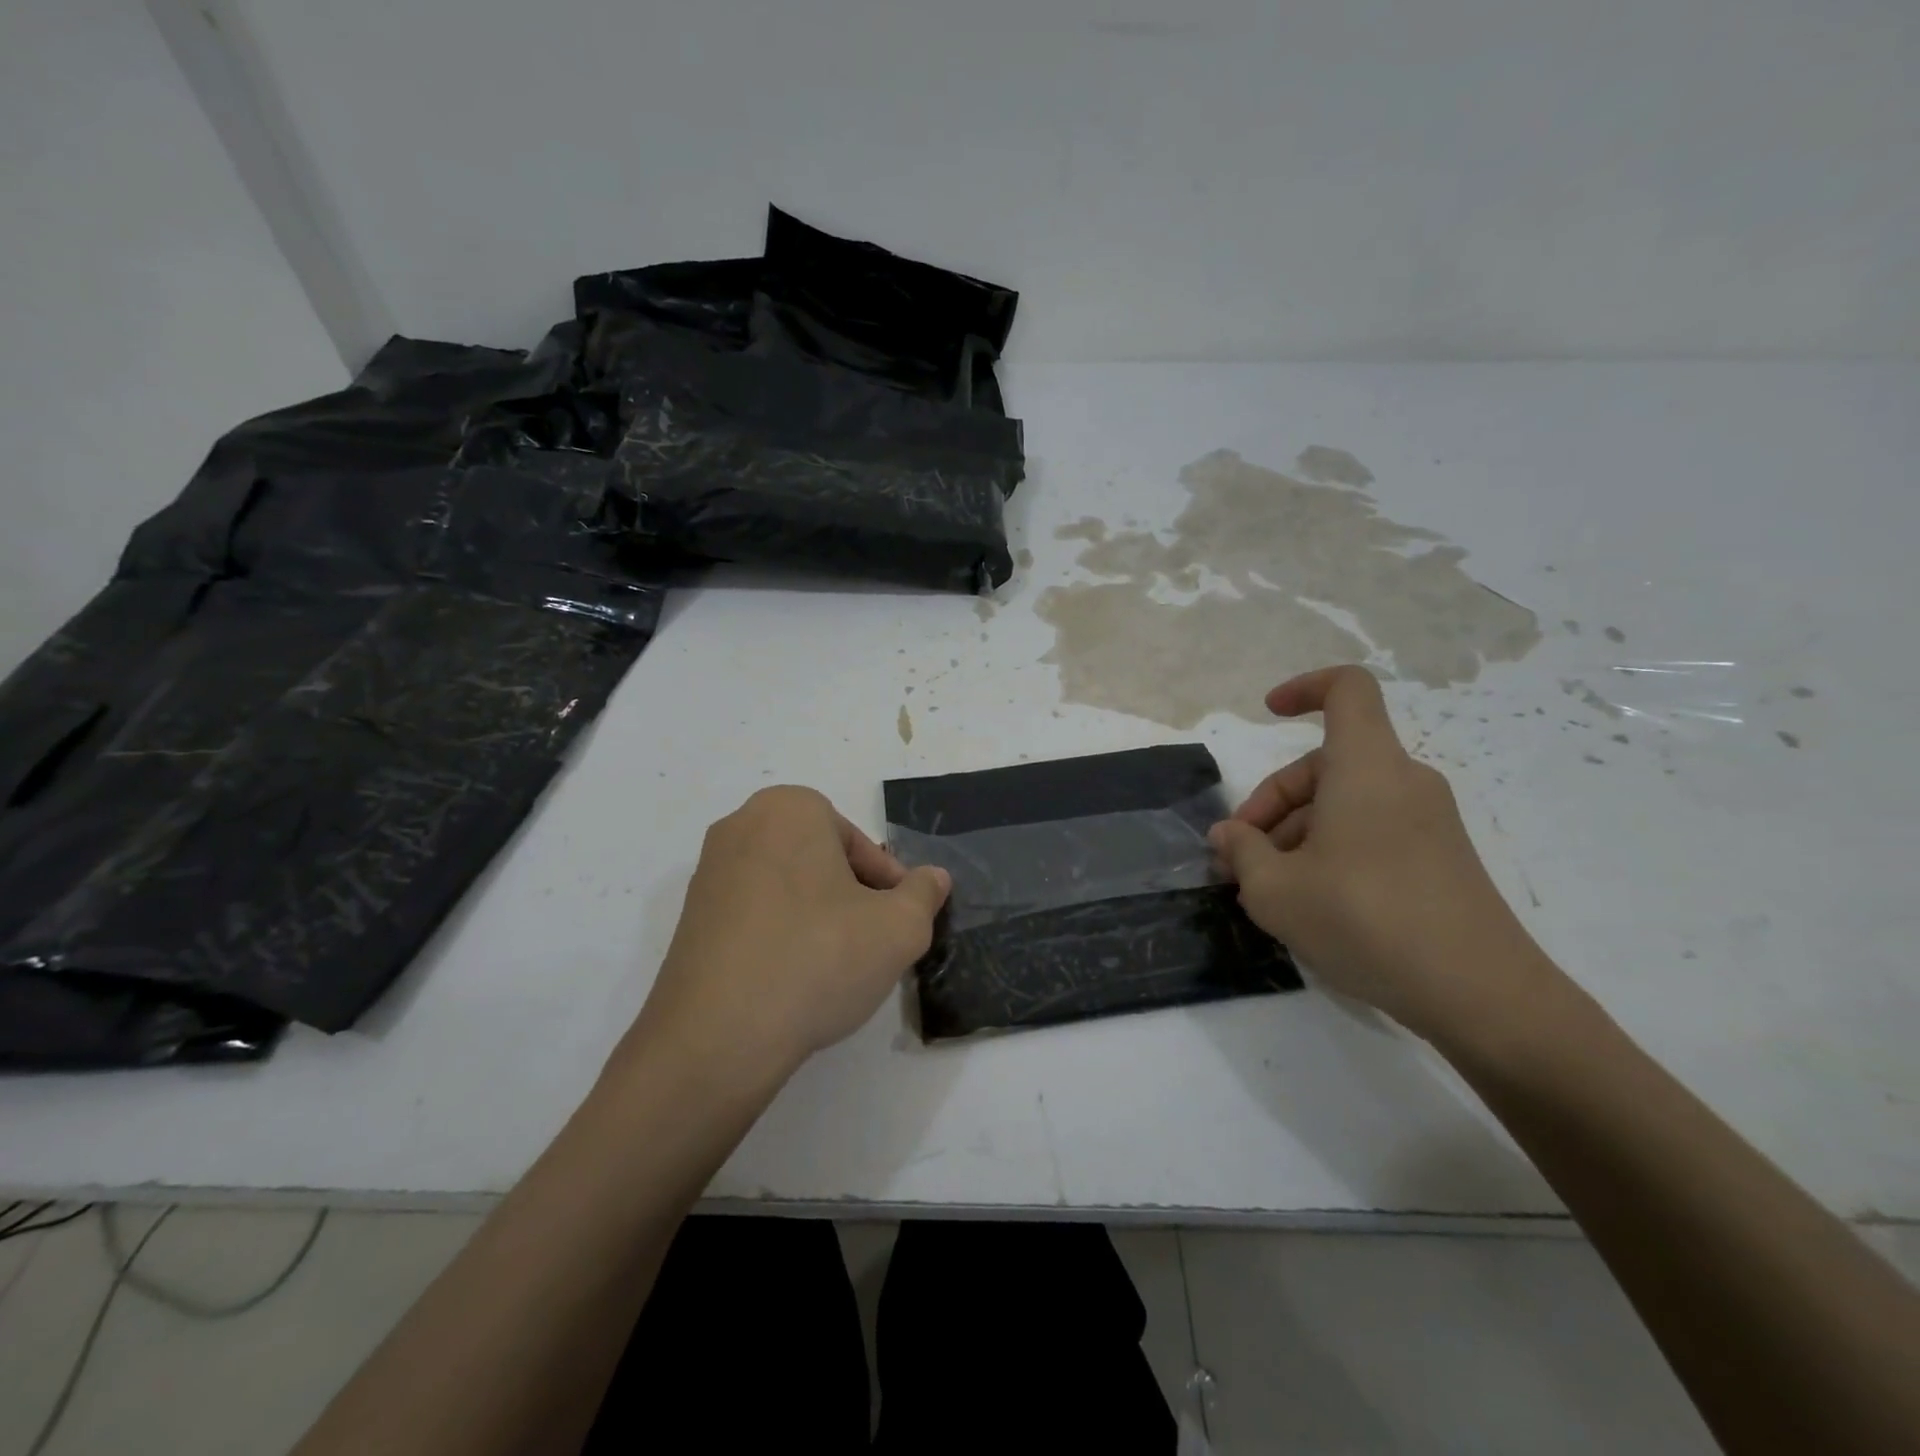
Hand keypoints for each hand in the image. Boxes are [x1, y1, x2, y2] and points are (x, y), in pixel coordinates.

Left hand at [629, 786, 950, 1082]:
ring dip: (817, 919)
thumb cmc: (818, 959)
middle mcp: (741, 827)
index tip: (897, 923)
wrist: (716, 1037)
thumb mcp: (898, 928)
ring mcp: (709, 874)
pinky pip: (754, 917)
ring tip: (834, 968)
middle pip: (821, 861)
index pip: (857, 844)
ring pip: (788, 889)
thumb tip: (933, 878)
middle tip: (870, 943)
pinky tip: (792, 981)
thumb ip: (924, 894)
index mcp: (789, 809)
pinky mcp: (690, 919)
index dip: (887, 885)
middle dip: (851, 898)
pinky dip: (779, 938)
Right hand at [1208, 665, 1552, 1043]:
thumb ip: (1242, 852)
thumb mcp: (1275, 889)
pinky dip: (1331, 850)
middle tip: (1238, 858)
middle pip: (1325, 764)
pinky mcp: (1440, 859)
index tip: (1268, 714)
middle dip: (1272, 803)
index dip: (1304, 688)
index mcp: (1366, 767)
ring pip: (1345, 803)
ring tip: (1264, 889)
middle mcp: (1402, 782)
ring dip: (1295, 833)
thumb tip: (1229, 836)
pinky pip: (1371, 831)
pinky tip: (1309, 902)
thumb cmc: (1364, 919)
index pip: (1347, 689)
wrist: (1481, 995)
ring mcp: (1428, 821)